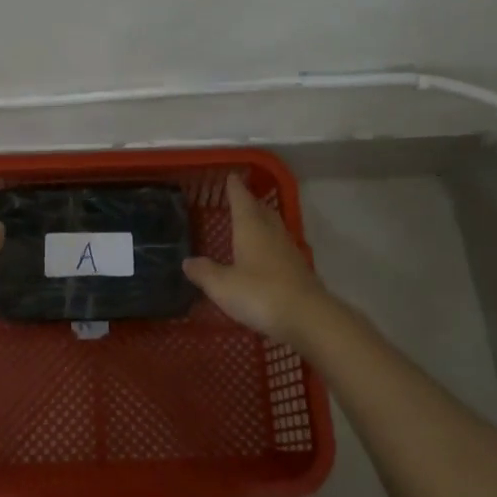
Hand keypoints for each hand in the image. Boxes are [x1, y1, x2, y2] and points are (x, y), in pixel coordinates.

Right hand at [183, 175, 328, 340]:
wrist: (308, 318)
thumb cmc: (260, 294)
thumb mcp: (223, 286)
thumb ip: (204, 272)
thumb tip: (188, 261)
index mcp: (251, 229)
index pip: (242, 200)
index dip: (235, 189)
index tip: (231, 177)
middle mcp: (271, 234)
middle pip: (262, 211)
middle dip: (250, 203)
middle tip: (240, 198)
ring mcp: (289, 252)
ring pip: (273, 228)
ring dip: (262, 223)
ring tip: (251, 224)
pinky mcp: (299, 271)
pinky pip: (280, 249)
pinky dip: (270, 246)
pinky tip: (264, 257)